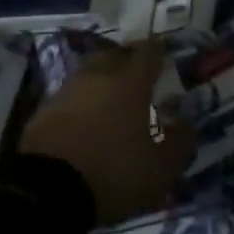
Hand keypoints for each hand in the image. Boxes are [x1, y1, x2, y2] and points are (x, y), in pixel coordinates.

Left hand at [21, 40, 192, 224]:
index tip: (163, 46)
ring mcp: (69, 89)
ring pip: (91, 72)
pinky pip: (71, 95)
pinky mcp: (45, 109)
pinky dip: (82, 99)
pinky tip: (86, 115)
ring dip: (103, 77)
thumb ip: (180, 143)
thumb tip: (187, 124)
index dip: (157, 49)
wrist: (48, 186)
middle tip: (138, 66)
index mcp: (130, 83)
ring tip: (112, 91)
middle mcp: (98, 76)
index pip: (148, 53)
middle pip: (115, 54)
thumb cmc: (114, 171)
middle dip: (128, 57)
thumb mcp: (160, 168)